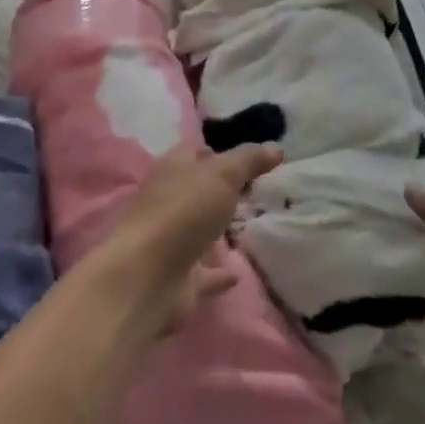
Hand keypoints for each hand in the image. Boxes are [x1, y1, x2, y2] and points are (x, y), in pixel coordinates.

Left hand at [98, 142, 282, 334]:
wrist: (149, 274)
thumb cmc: (184, 210)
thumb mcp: (222, 174)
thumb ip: (248, 161)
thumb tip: (275, 147)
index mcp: (174, 168)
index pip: (196, 151)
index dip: (220, 151)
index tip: (250, 158)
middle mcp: (169, 199)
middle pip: (199, 189)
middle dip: (223, 189)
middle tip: (258, 191)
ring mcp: (171, 238)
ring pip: (199, 228)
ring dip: (219, 228)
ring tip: (253, 226)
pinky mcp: (178, 275)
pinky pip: (203, 271)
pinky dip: (218, 272)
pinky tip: (238, 272)